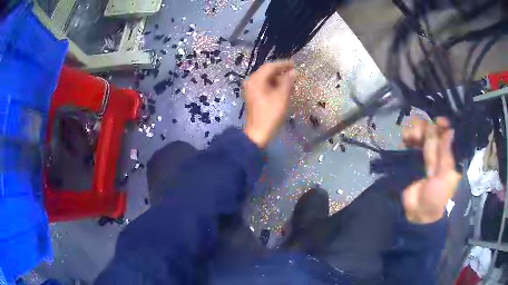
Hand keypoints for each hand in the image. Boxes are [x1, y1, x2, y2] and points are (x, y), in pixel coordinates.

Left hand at [243, 60, 294, 147]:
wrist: (257, 133)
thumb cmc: (270, 115)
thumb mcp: (282, 97)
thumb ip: (287, 82)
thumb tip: (293, 72)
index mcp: (256, 80)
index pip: (270, 66)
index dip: (283, 64)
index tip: (294, 64)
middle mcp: (251, 82)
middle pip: (267, 72)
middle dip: (280, 72)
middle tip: (293, 73)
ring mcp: (250, 89)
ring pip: (265, 79)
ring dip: (277, 79)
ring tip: (290, 82)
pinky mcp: (252, 96)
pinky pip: (263, 86)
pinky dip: (273, 85)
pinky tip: (282, 89)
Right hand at [401, 117, 461, 223]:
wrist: (418, 214)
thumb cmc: (437, 197)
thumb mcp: (445, 177)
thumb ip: (446, 154)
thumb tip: (450, 130)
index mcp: (451, 158)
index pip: (449, 135)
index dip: (444, 126)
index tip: (438, 121)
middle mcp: (440, 153)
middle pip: (435, 133)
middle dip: (427, 129)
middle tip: (419, 132)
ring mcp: (428, 156)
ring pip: (424, 136)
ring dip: (416, 132)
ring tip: (407, 136)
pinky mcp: (415, 159)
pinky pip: (414, 143)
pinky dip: (409, 138)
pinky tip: (404, 139)